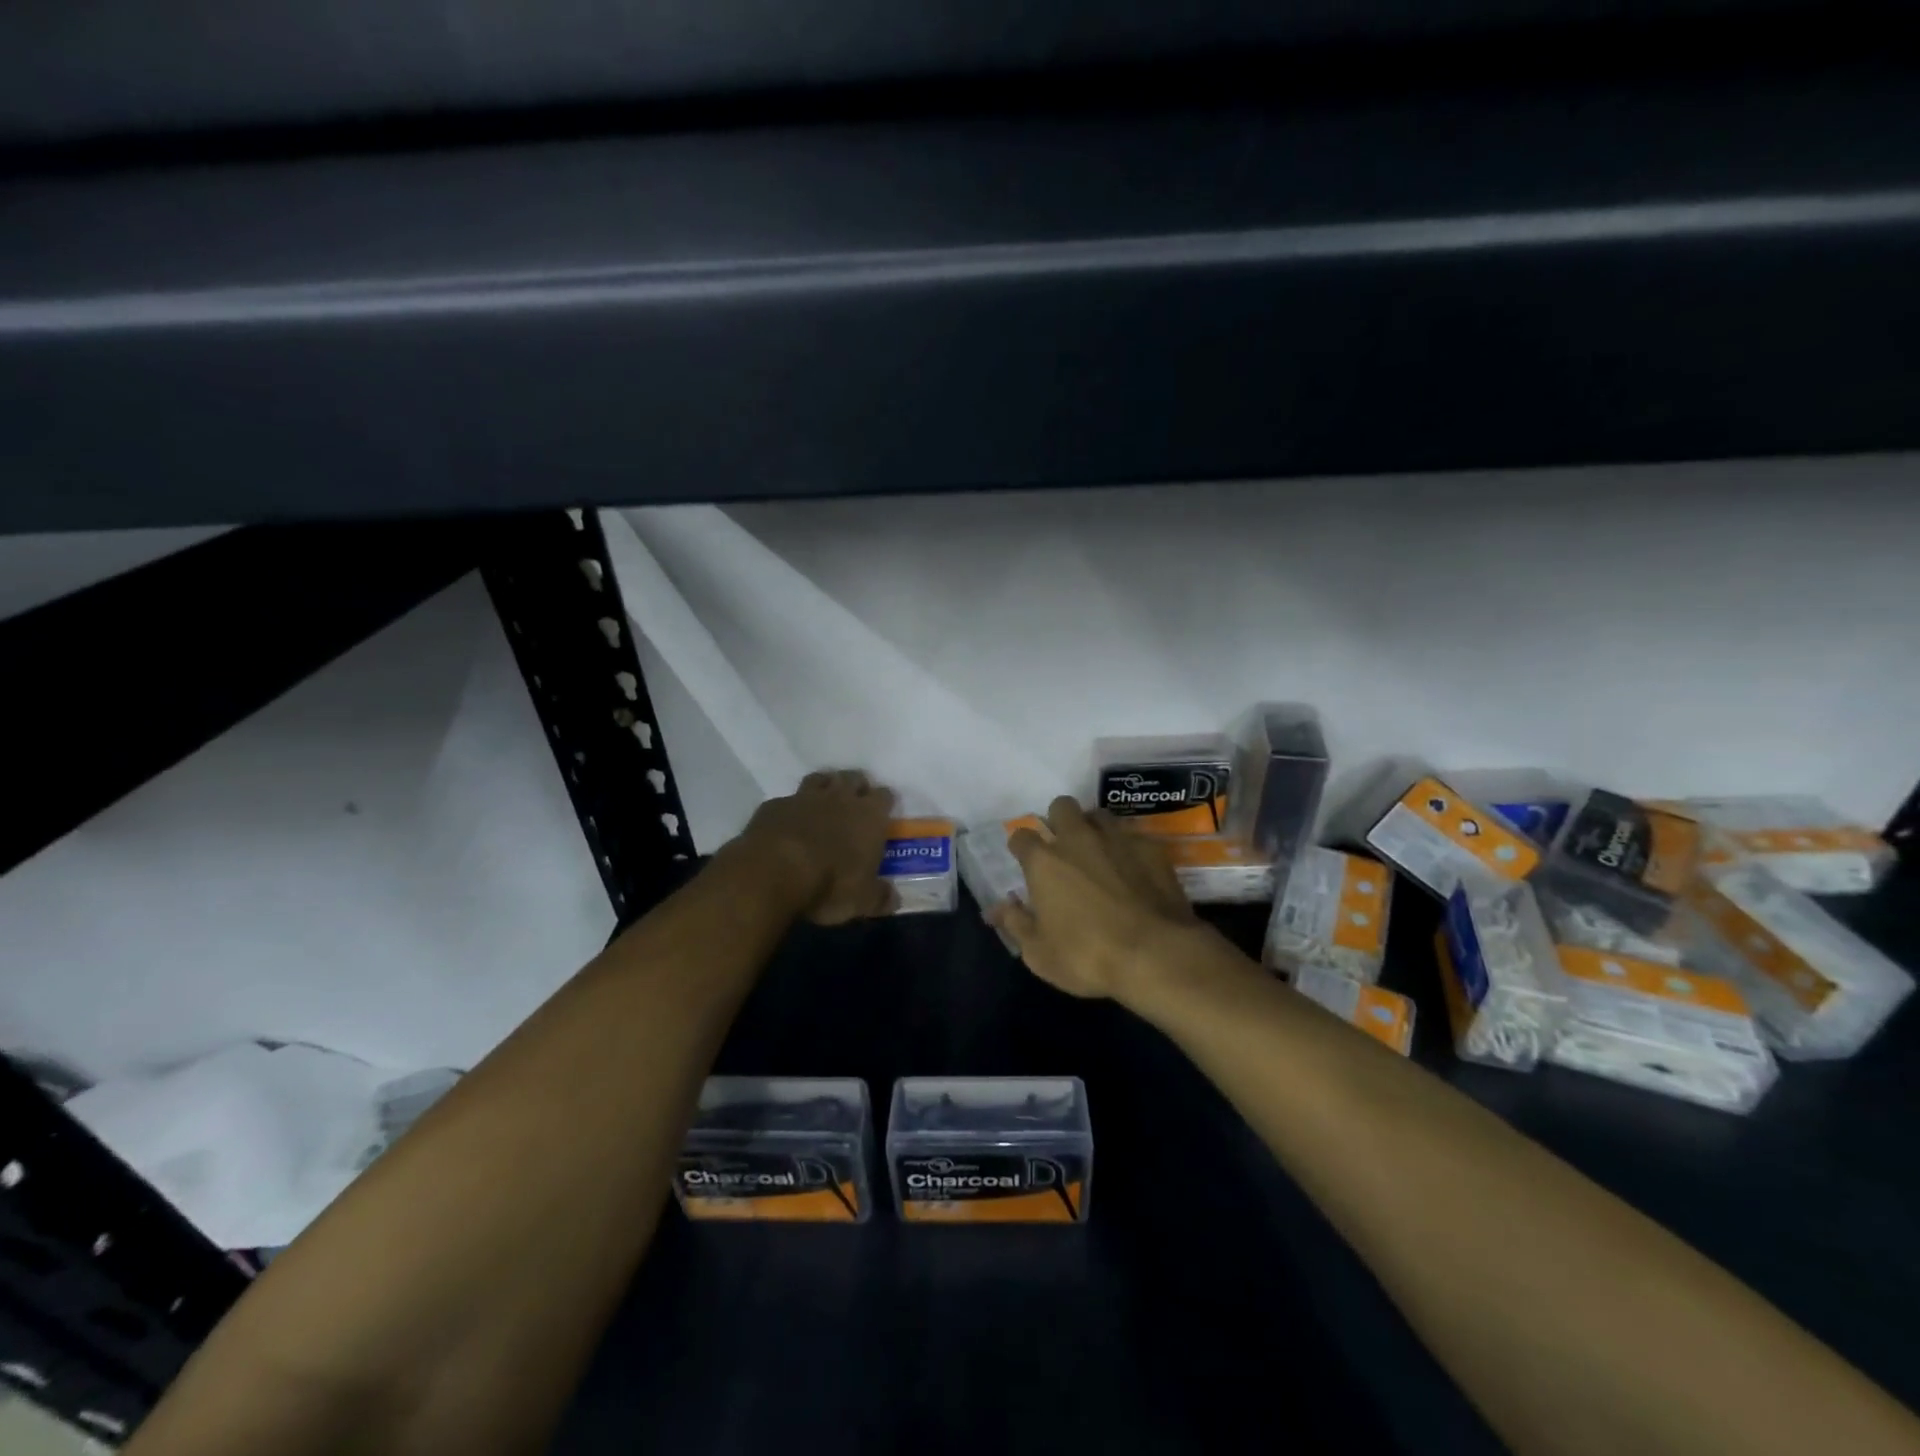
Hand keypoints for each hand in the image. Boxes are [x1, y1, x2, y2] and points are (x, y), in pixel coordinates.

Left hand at [737, 770, 897, 924]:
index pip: (884, 796)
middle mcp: (840, 798)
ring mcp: (805, 798)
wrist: (774, 872)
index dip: (883, 803)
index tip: (881, 814)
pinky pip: (788, 799)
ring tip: (823, 803)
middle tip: (854, 804)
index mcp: (869, 816)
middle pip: (854, 778)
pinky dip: (792, 808)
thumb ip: (880, 897)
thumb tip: (893, 900)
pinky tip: (788, 822)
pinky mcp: (775, 805)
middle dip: (856, 787)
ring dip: (825, 787)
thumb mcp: (862, 901)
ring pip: (821, 779)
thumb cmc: (829, 884)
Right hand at [990, 796, 1201, 998]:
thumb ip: (1016, 924)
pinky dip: (1127, 847)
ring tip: (1098, 852)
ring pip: (1098, 814)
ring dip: (1093, 827)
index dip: (1021, 846)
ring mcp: (1117, 839)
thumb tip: (997, 908)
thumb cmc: (1087, 956)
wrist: (1156, 954)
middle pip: (1061, 807)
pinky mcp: (1151, 848)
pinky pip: (1132, 835)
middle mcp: (1078, 839)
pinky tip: (1132, 868)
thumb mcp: (1039, 953)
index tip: (1024, 859)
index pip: (1022, 836)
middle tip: (1063, 848)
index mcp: (1044, 862)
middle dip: (1058, 820)